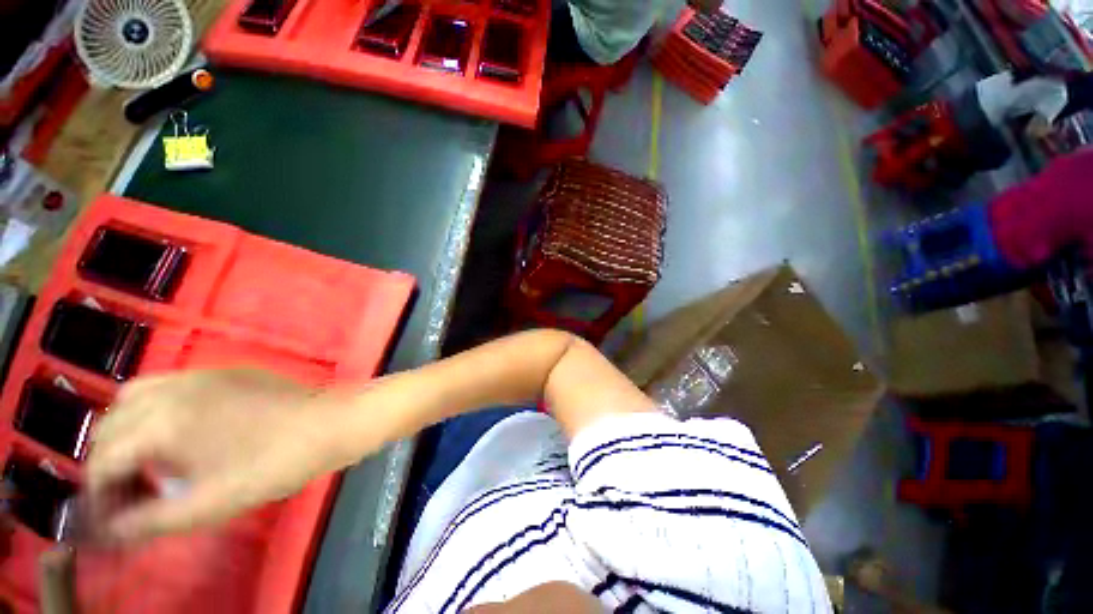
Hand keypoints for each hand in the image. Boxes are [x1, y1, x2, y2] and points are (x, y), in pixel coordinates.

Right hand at [86, 369, 363, 543]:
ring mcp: (199, 373)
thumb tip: (110, 529)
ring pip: (135, 397)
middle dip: (108, 461)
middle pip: (111, 424)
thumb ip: (152, 520)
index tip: (110, 518)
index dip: (98, 493)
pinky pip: (168, 384)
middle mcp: (172, 388)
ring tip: (145, 463)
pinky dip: (153, 409)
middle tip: (127, 492)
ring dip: (127, 431)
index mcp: (163, 421)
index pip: (103, 458)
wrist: (332, 422)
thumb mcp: (211, 503)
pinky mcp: (223, 371)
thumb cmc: (276, 464)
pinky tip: (175, 434)